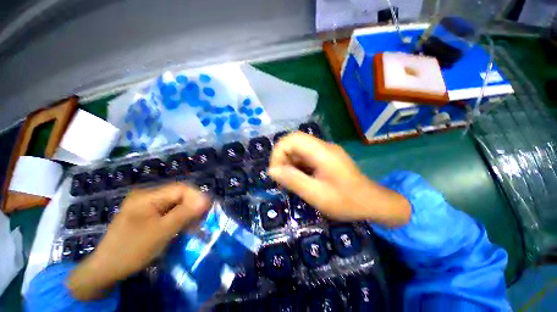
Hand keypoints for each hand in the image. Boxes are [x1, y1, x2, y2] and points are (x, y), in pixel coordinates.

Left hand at [67, 183, 208, 299]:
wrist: (105, 269)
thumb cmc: (132, 250)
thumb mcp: (161, 232)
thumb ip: (184, 213)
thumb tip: (206, 200)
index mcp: (147, 196)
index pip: (180, 188)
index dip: (196, 196)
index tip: (206, 210)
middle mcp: (146, 196)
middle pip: (177, 195)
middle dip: (192, 206)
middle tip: (201, 220)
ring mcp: (145, 205)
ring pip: (174, 203)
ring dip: (186, 213)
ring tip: (193, 225)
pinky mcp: (145, 214)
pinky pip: (167, 211)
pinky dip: (177, 218)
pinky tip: (181, 227)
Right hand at [269, 132, 410, 225]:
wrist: (373, 203)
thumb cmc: (346, 202)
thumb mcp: (317, 195)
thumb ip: (293, 180)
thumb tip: (272, 170)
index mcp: (322, 152)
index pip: (293, 139)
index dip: (279, 151)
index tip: (275, 171)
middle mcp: (323, 147)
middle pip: (295, 142)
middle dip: (283, 158)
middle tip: (281, 178)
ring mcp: (325, 152)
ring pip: (299, 150)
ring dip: (289, 163)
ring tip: (289, 181)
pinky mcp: (326, 158)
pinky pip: (306, 157)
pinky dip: (298, 166)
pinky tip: (300, 179)